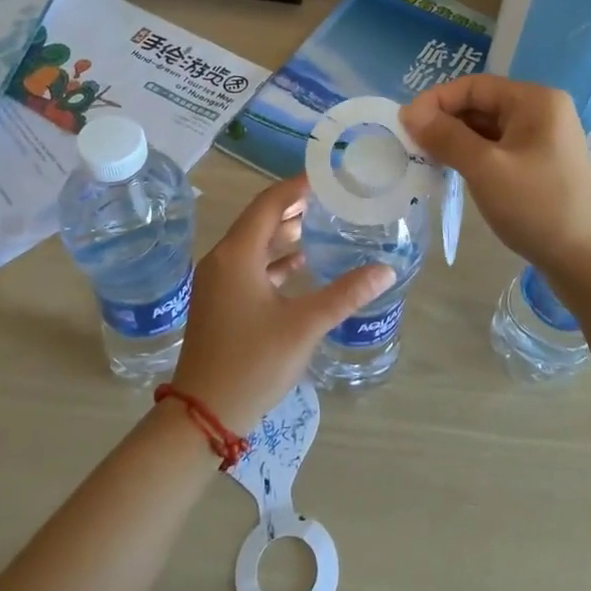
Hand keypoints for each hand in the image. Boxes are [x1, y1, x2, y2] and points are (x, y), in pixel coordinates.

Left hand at [172, 175, 393, 433]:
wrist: (203, 414)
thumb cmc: (252, 362)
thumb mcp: (304, 325)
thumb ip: (345, 294)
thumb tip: (386, 270)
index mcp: (237, 255)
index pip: (269, 203)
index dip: (297, 187)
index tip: (326, 176)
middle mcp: (222, 260)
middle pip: (259, 219)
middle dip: (292, 206)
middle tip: (330, 197)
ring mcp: (217, 282)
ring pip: (253, 244)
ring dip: (283, 232)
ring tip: (319, 224)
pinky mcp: (219, 302)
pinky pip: (248, 266)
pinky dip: (274, 259)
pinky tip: (299, 264)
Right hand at [402, 76, 590, 286]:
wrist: (590, 262)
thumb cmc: (538, 208)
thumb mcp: (486, 169)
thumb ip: (446, 136)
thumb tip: (409, 112)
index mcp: (535, 100)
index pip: (474, 86)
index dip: (436, 101)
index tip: (404, 126)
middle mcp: (542, 112)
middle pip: (481, 105)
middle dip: (445, 122)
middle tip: (412, 147)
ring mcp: (545, 140)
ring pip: (489, 129)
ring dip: (457, 141)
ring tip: (428, 161)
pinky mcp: (542, 165)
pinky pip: (500, 150)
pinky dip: (475, 157)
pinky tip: (455, 173)